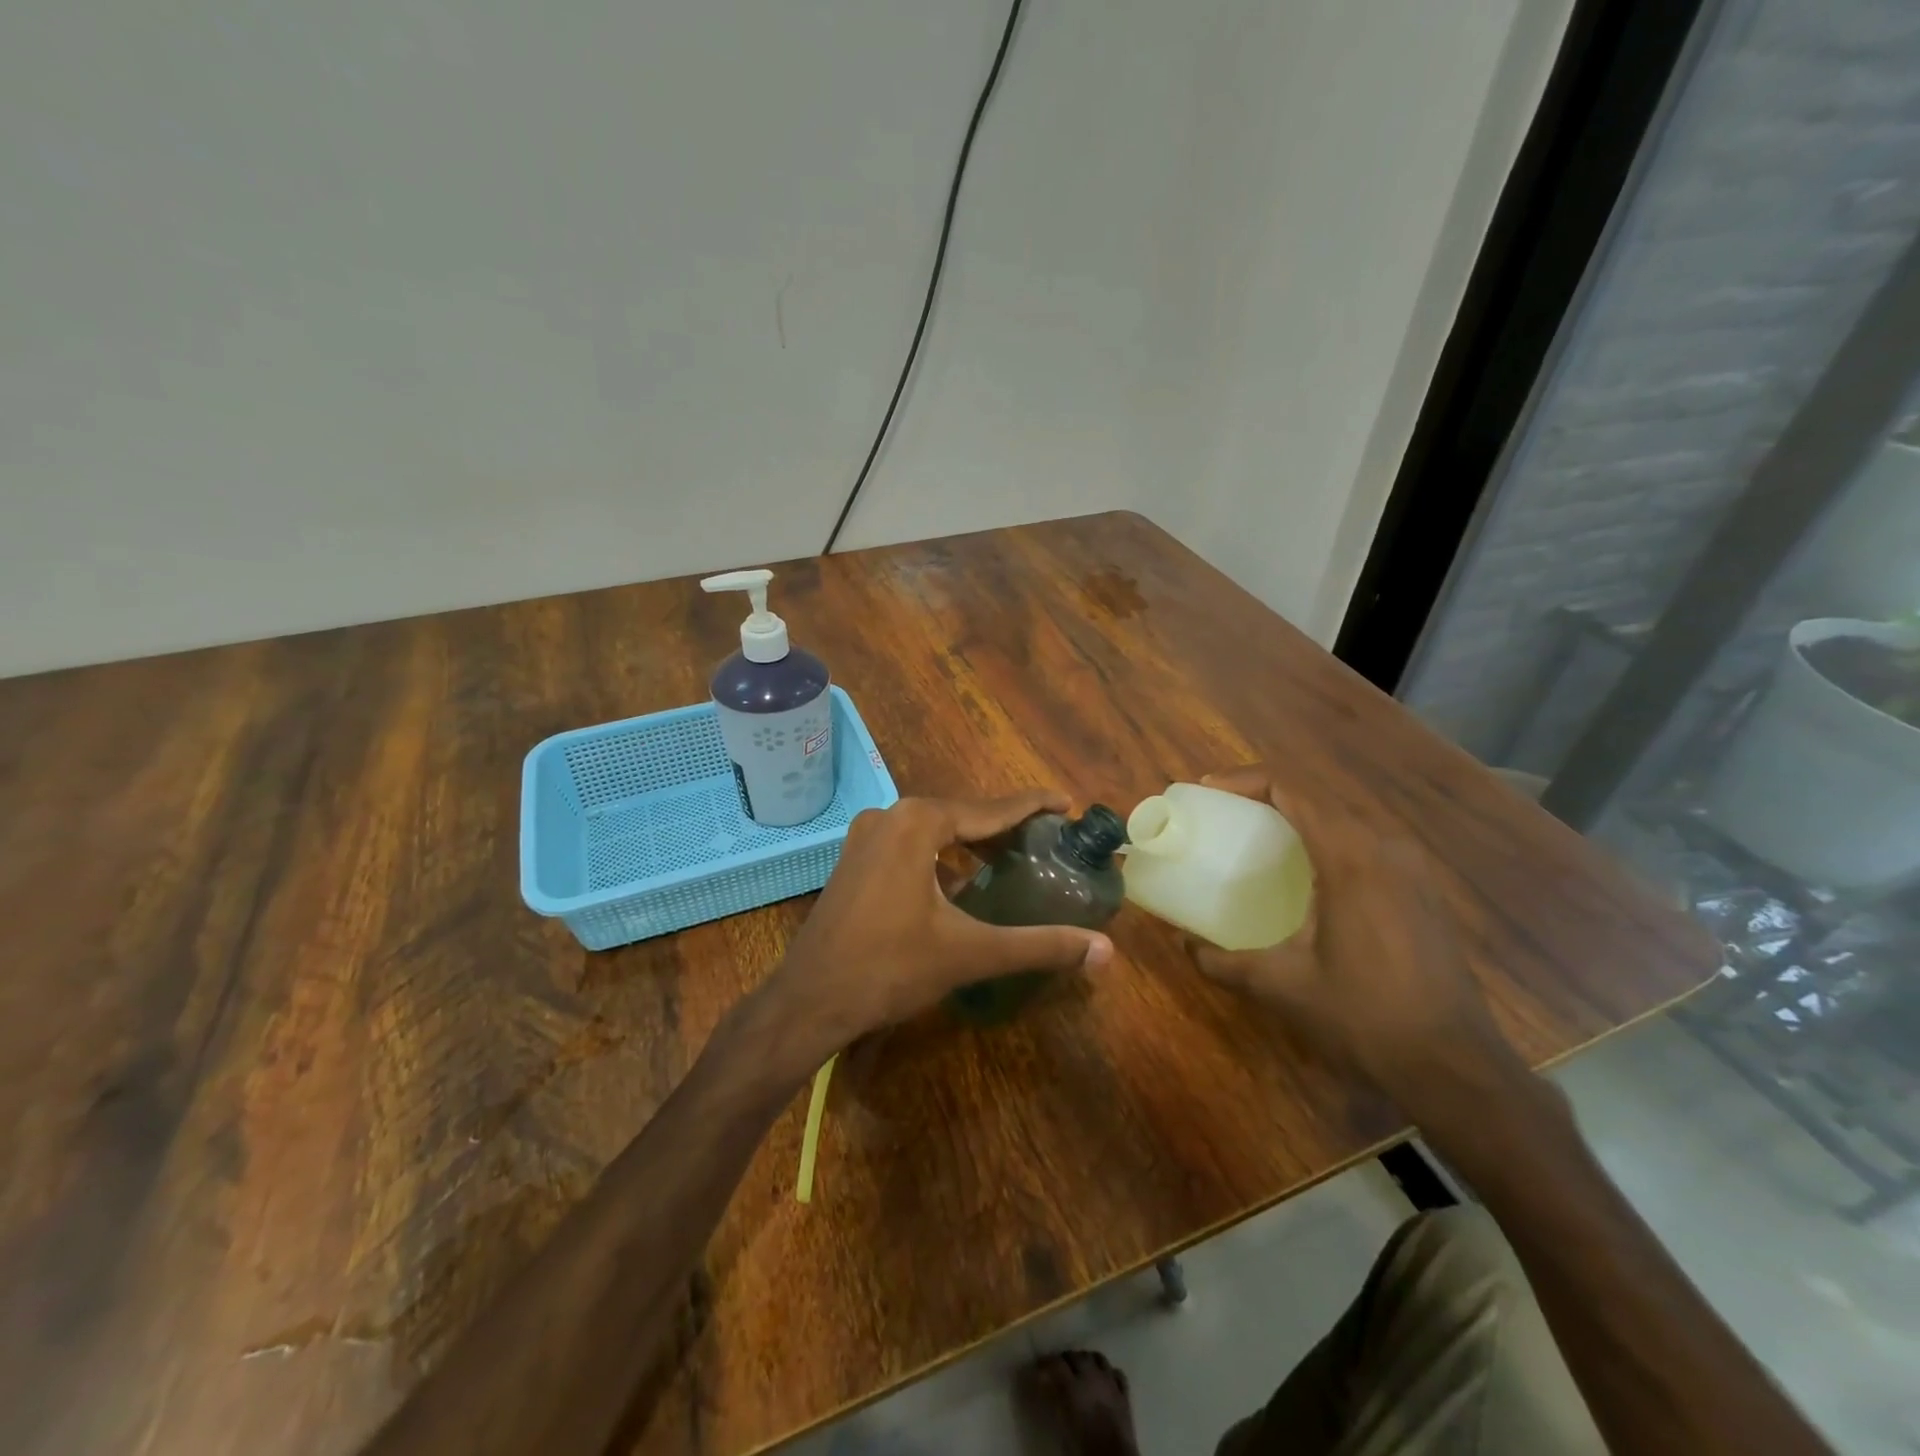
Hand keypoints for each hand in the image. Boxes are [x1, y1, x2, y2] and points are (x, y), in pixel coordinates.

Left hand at [764, 792, 1113, 1053]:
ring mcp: (866, 837)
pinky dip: (942, 856)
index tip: (1066, 800)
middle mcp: (889, 816)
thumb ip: (1039, 946)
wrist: (809, 1000)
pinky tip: (961, 882)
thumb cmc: (889, 968)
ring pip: (934, 830)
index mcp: (917, 822)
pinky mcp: (855, 860)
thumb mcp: (969, 953)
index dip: (1032, 805)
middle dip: (1004, 825)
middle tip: (1046, 838)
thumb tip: (1106, 951)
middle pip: (962, 815)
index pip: (991, 808)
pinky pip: (911, 845)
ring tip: (1011, 857)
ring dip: (972, 842)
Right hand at [1186, 767, 1525, 1110]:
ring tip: (1259, 837)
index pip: (1294, 790)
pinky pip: (1366, 844)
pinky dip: (1327, 840)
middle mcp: (1386, 849)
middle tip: (1225, 814)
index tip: (1209, 791)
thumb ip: (1222, 961)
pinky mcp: (1422, 890)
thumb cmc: (1363, 1016)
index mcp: (1351, 858)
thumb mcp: (1281, 986)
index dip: (1246, 780)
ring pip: (1345, 819)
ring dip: (1300, 817)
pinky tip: (1307, 874)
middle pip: (1319, 798)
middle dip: (1267, 796)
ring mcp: (1412, 868)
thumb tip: (1182, 945)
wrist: (1455, 1066)